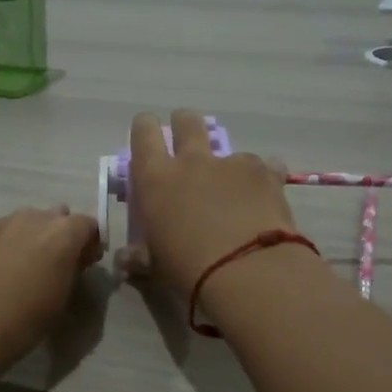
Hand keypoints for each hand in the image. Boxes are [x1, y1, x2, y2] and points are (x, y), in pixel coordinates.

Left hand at [0, 206, 102, 377]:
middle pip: (54, 218)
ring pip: (22, 224)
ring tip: (16, 272)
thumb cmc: (18, 324)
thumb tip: (70, 262)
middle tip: (51, 267)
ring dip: (26, 240)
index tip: (83, 265)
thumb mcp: (59, 302)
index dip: (87, 244)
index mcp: (61, 234)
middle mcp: (31, 218)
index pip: (87, 225)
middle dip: (57, 237)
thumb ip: (69, 272)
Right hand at [126, 110, 296, 298]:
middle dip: (185, 125)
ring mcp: (232, 163)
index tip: (147, 136)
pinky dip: (262, 179)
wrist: (247, 271)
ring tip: (231, 190)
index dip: (145, 129)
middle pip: (186, 120)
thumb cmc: (187, 268)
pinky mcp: (266, 173)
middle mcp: (192, 161)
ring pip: (226, 147)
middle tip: (187, 146)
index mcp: (155, 178)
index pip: (143, 132)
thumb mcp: (155, 266)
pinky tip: (263, 199)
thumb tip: (125, 260)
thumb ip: (139, 256)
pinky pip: (264, 166)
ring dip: (224, 163)